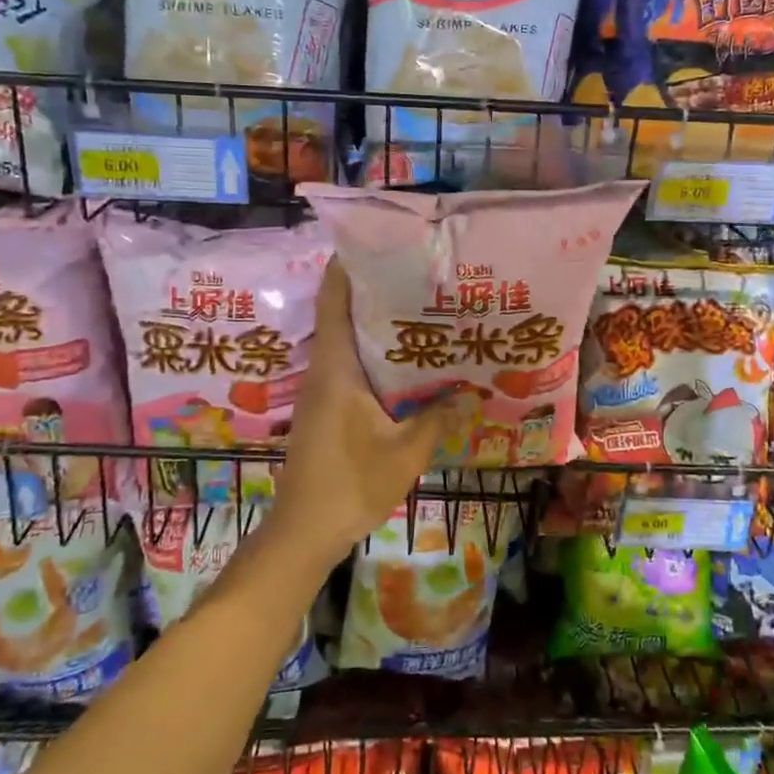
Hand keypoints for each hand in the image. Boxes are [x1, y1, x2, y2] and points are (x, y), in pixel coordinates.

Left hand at [267, 260, 450, 572]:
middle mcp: (324, 369)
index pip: (334, 299)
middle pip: (342, 312)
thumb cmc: (351, 484)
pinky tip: (407, 363)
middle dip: (374, 288)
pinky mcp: (325, 408)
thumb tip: (468, 391)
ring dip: (375, 322)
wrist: (305, 531)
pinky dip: (374, 354)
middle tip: (418, 274)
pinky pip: (350, 365)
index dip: (348, 264)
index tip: (379, 242)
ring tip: (420, 309)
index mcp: (336, 367)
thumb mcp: (405, 452)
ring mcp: (322, 389)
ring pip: (347, 340)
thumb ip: (437, 418)